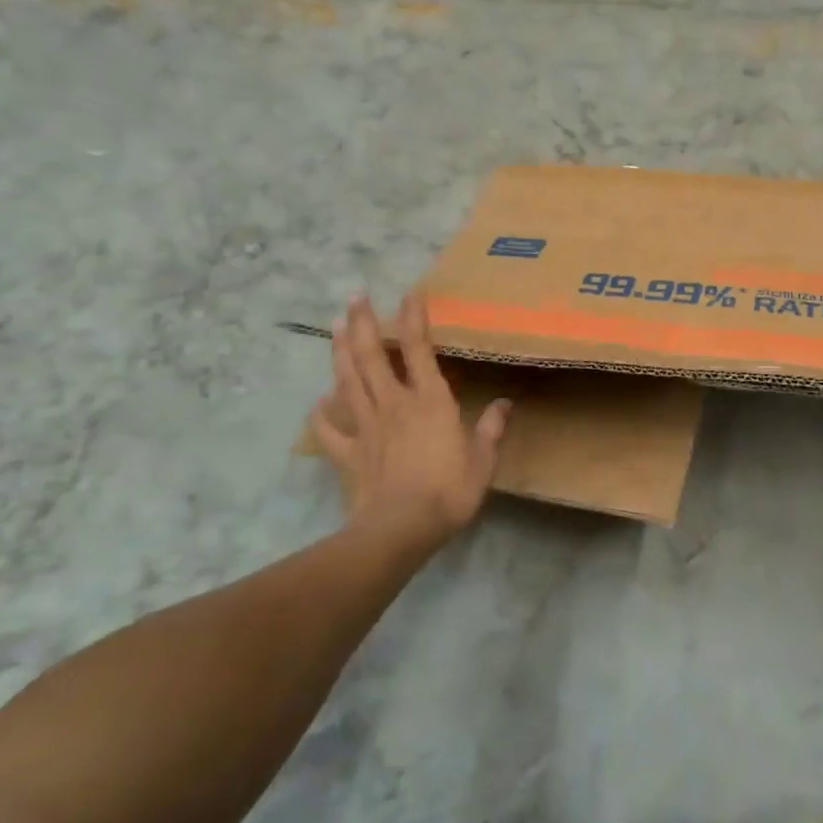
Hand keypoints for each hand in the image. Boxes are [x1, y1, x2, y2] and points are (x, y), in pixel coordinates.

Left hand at [308, 293, 510, 551]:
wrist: (400, 529)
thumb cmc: (448, 491)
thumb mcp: (483, 460)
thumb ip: (491, 428)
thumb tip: (504, 404)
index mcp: (429, 400)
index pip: (419, 349)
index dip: (413, 319)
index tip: (409, 293)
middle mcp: (394, 404)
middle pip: (373, 356)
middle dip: (363, 322)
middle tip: (355, 295)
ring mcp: (367, 427)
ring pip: (349, 381)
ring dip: (340, 351)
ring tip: (333, 325)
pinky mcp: (348, 453)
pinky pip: (330, 430)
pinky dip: (322, 414)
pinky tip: (318, 402)